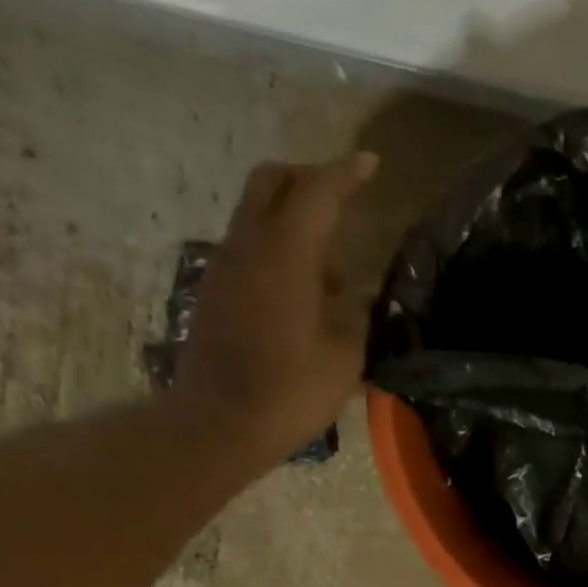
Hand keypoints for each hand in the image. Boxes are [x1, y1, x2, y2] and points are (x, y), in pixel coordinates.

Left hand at [172, 154, 379, 471]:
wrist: (219, 423)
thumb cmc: (291, 390)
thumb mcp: (345, 356)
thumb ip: (356, 314)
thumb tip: (357, 291)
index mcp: (286, 254)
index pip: (318, 193)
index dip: (346, 174)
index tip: (371, 163)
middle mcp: (249, 246)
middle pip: (271, 182)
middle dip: (308, 177)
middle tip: (342, 197)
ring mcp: (226, 266)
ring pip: (258, 214)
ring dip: (293, 219)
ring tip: (331, 266)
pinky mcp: (216, 290)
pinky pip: (250, 247)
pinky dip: (278, 248)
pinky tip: (304, 291)